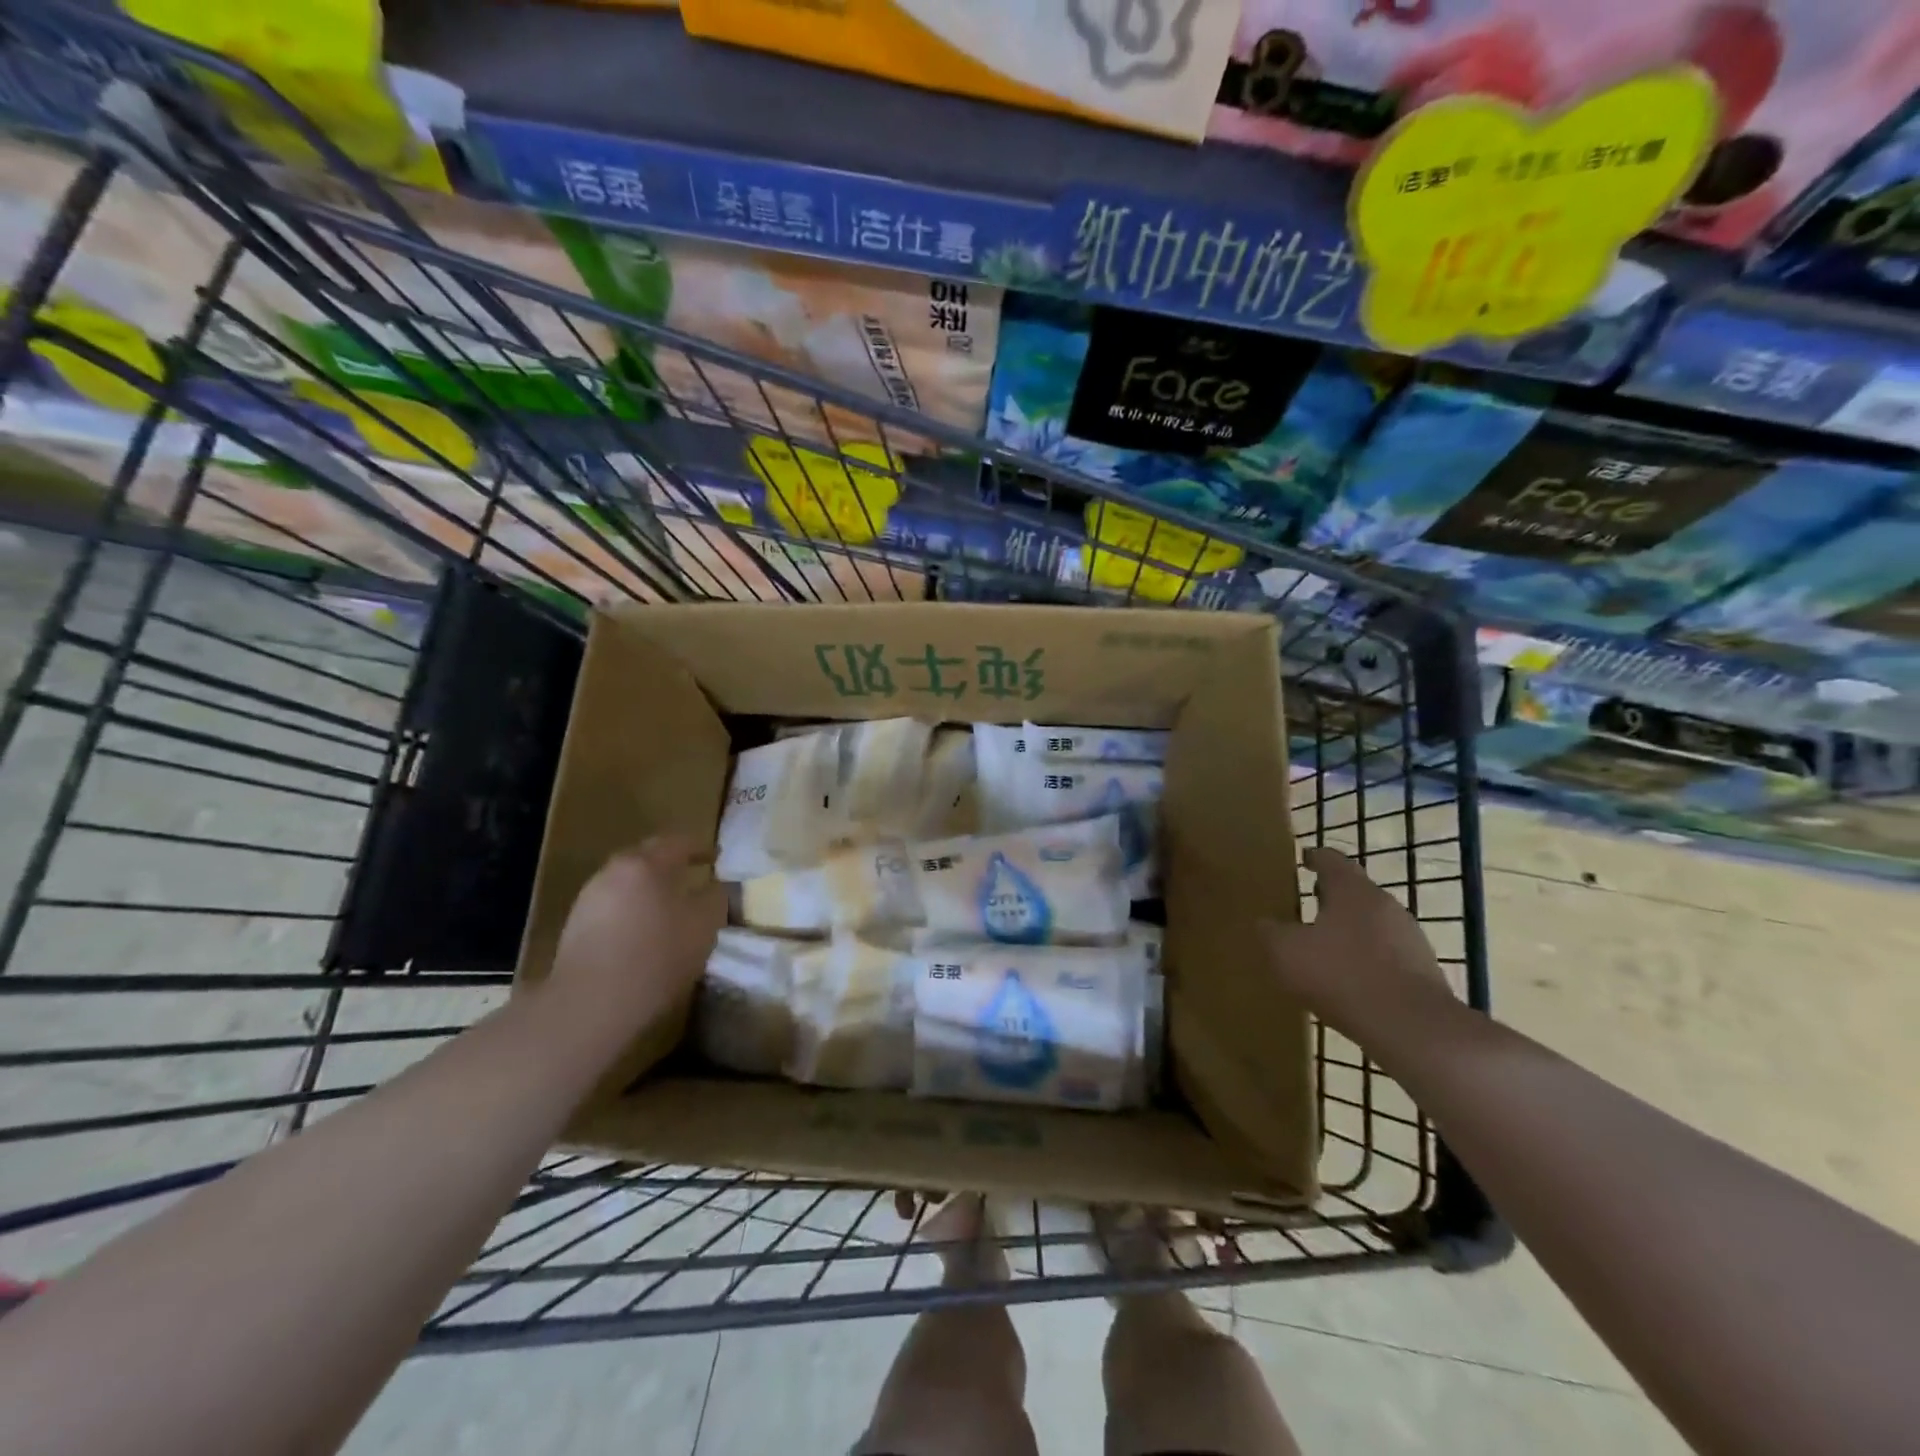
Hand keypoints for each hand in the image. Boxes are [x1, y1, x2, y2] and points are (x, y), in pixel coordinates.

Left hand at [542, 836, 726, 1043]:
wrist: (591, 1004)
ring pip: (628, 883)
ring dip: (649, 889)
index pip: (680, 842)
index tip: (717, 858)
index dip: (702, 849)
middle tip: (692, 877)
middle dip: (672, 864)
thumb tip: (715, 885)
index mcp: (647, 863)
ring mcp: (589, 898)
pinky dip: (631, 911)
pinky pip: (613, 907)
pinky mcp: (575, 927)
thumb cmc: (658, 955)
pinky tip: (642, 934)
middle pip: (648, 858)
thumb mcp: (705, 924)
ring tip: (669, 908)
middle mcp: (614, 871)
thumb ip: (716, 897)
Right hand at [1261, 847, 1449, 1043]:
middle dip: (1332, 895)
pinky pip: (1387, 953)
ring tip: (1325, 945)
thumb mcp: (1287, 953)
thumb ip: (1271, 932)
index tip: (1303, 858)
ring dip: (1350, 928)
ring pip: (1373, 922)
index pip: (1331, 860)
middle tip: (1308, 902)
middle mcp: (1385, 904)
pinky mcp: (1423, 970)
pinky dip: (1366, 957)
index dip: (1314, 857)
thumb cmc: (1342, 975)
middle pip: (1355, 890)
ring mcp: (1409, 937)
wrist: (1413, 1029)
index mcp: (1352, 890)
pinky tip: (1350, 979)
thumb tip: (1264, 923)